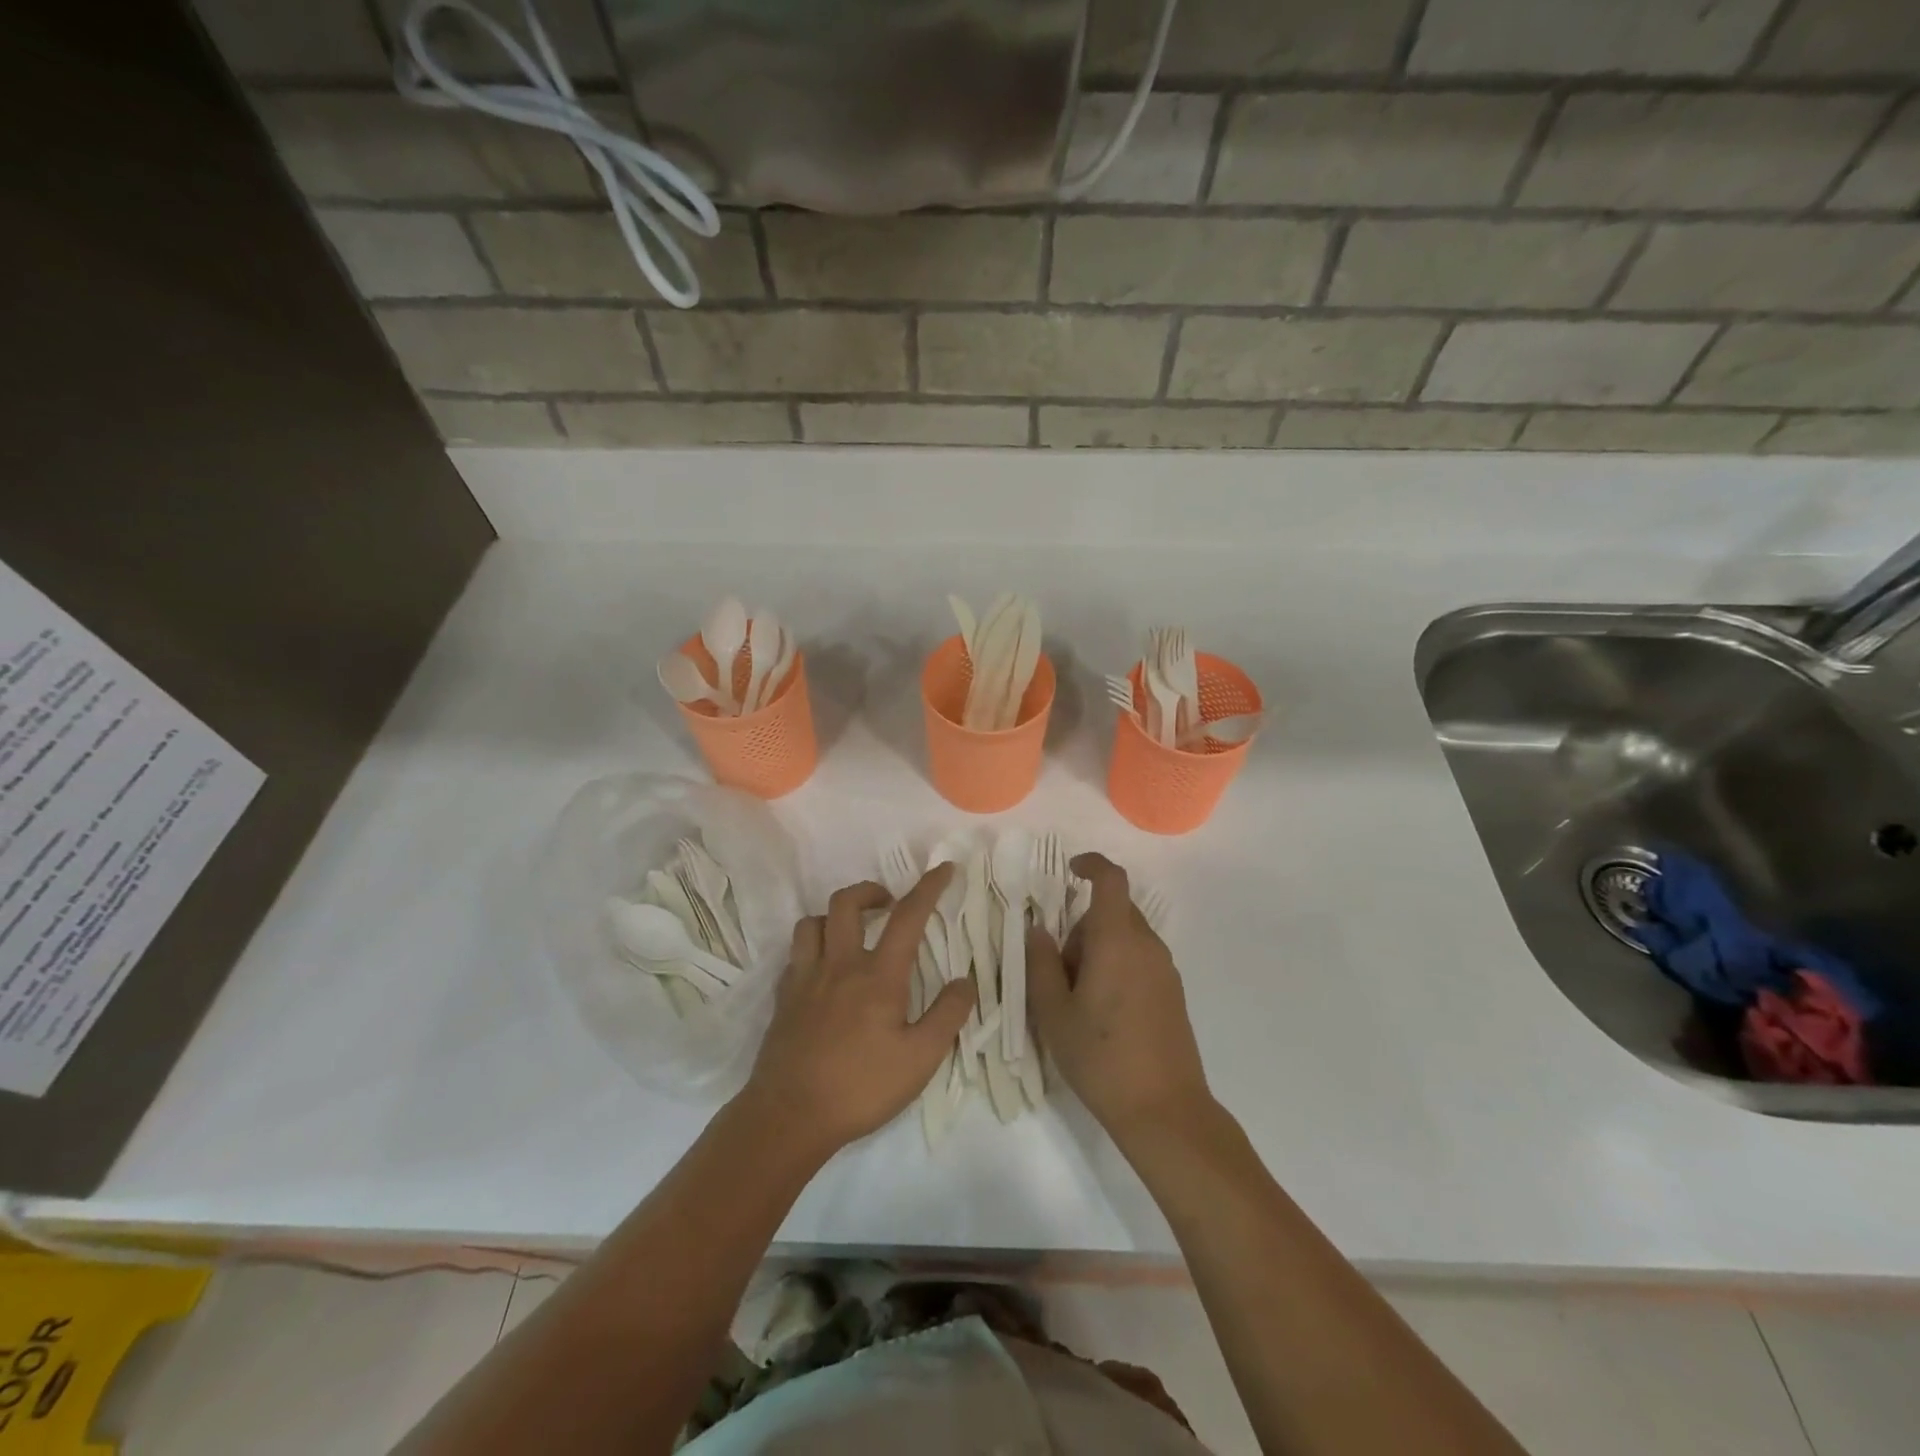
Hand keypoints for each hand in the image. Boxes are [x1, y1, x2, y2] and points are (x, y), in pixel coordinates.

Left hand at [742, 866, 975, 1155]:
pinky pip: (795, 955)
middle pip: (846, 903)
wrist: (789, 1116)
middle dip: (871, 890)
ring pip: (812, 922)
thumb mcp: (920, 1060)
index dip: (928, 887)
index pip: (907, 917)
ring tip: (852, 934)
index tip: (943, 868)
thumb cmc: (861, 1087)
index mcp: (877, 976)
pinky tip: (823, 972)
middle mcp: (838, 965)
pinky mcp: (783, 998)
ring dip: (835, 917)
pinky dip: (813, 950)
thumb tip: (965, 981)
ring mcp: (805, 979)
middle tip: (889, 904)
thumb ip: (947, 1016)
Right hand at [1027, 853, 1210, 1142]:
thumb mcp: (1054, 1013)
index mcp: (1117, 940)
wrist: (1165, 1111)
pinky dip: (1117, 966)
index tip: (1068, 871)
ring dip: (1098, 949)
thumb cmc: (1101, 1058)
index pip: (1111, 879)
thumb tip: (1038, 930)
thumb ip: (1040, 964)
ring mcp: (1165, 969)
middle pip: (1112, 911)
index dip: (1091, 865)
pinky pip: (1139, 958)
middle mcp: (1146, 945)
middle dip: (1081, 927)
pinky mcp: (1173, 992)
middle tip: (1059, 971)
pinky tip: (1104, 1013)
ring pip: (1125, 936)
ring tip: (1079, 999)